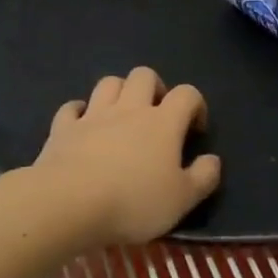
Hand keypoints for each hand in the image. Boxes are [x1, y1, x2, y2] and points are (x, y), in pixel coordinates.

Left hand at [31, 67, 221, 245]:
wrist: (70, 202)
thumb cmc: (133, 202)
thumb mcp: (182, 199)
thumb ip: (203, 177)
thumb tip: (213, 159)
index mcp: (162, 122)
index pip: (187, 94)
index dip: (196, 105)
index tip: (195, 129)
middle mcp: (129, 109)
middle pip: (143, 75)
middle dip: (154, 87)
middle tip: (157, 114)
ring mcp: (93, 115)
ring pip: (108, 83)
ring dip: (119, 91)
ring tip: (122, 115)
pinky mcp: (63, 128)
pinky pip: (72, 108)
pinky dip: (79, 111)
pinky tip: (82, 124)